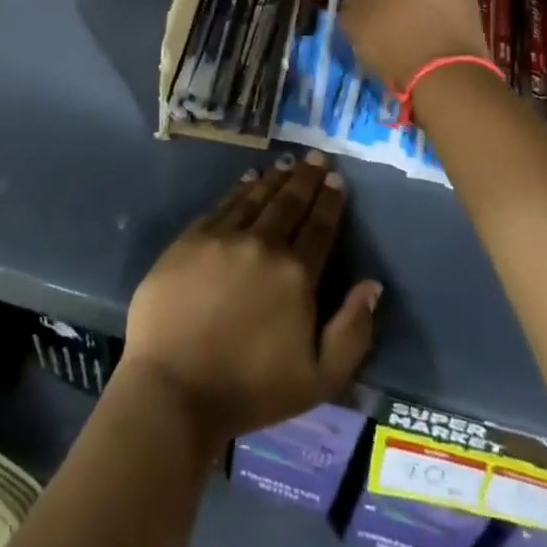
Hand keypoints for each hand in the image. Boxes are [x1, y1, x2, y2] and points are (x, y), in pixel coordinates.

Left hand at [121, 153, 381, 443]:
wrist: (174, 387)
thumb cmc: (250, 390)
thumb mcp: (319, 379)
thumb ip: (352, 331)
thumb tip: (372, 285)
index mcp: (296, 275)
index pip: (320, 227)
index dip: (330, 201)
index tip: (337, 179)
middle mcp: (263, 244)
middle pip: (290, 203)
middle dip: (306, 179)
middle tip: (317, 157)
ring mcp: (223, 238)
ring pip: (256, 198)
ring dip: (275, 178)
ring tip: (287, 163)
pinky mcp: (190, 239)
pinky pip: (223, 205)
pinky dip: (239, 189)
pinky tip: (248, 180)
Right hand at [339, 0, 488, 88]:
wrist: (445, 70)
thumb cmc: (390, 34)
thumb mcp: (350, 19)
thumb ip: (352, 0)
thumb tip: (360, 1)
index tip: (355, 8)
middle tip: (378, 16)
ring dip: (415, 2)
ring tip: (402, 31)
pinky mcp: (475, 5)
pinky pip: (444, 6)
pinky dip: (433, 17)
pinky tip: (423, 39)